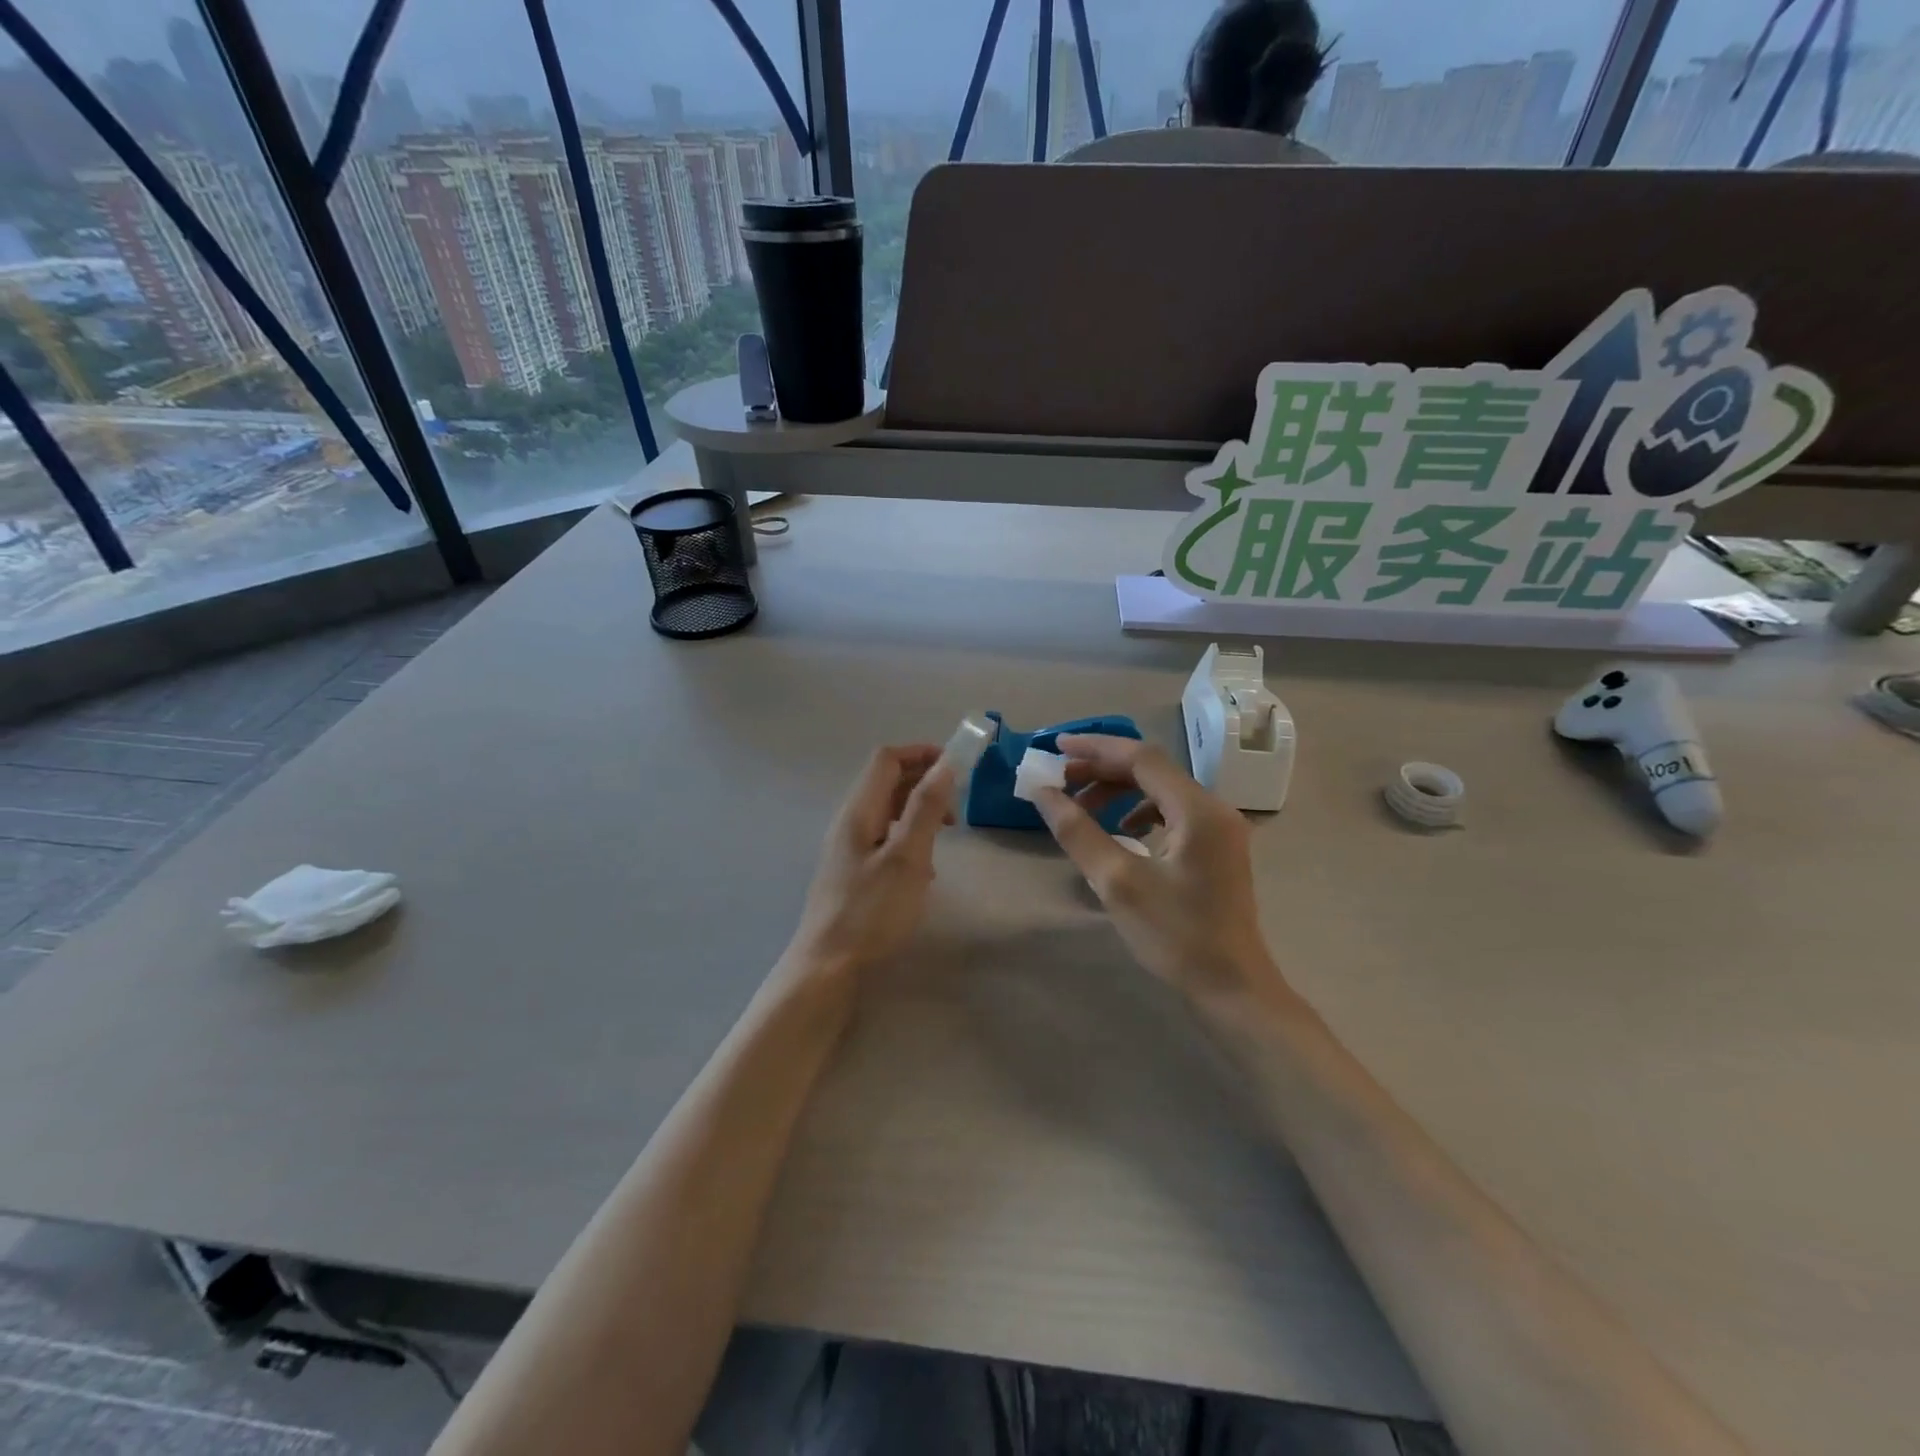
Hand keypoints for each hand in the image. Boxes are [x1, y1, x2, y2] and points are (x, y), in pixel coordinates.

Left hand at [783, 745, 953, 983]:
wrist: (828, 967)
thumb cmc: (871, 911)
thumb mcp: (907, 857)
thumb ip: (926, 808)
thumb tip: (946, 764)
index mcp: (859, 811)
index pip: (887, 759)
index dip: (921, 753)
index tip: (957, 767)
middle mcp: (850, 822)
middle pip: (887, 782)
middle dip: (925, 783)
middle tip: (957, 806)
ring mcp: (849, 848)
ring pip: (888, 812)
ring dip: (919, 812)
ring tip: (946, 835)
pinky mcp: (853, 872)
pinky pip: (885, 838)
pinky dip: (909, 838)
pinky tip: (925, 869)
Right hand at [1031, 735, 1279, 1001]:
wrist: (1233, 988)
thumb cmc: (1175, 936)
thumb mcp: (1117, 882)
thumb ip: (1078, 831)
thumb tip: (1043, 792)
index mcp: (1197, 809)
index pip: (1141, 758)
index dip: (1095, 748)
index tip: (1056, 748)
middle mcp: (1214, 808)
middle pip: (1152, 770)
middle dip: (1103, 770)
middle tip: (1061, 782)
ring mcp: (1220, 828)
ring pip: (1161, 790)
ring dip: (1119, 790)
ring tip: (1082, 808)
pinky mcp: (1218, 847)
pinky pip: (1173, 812)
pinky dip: (1139, 811)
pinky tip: (1121, 831)